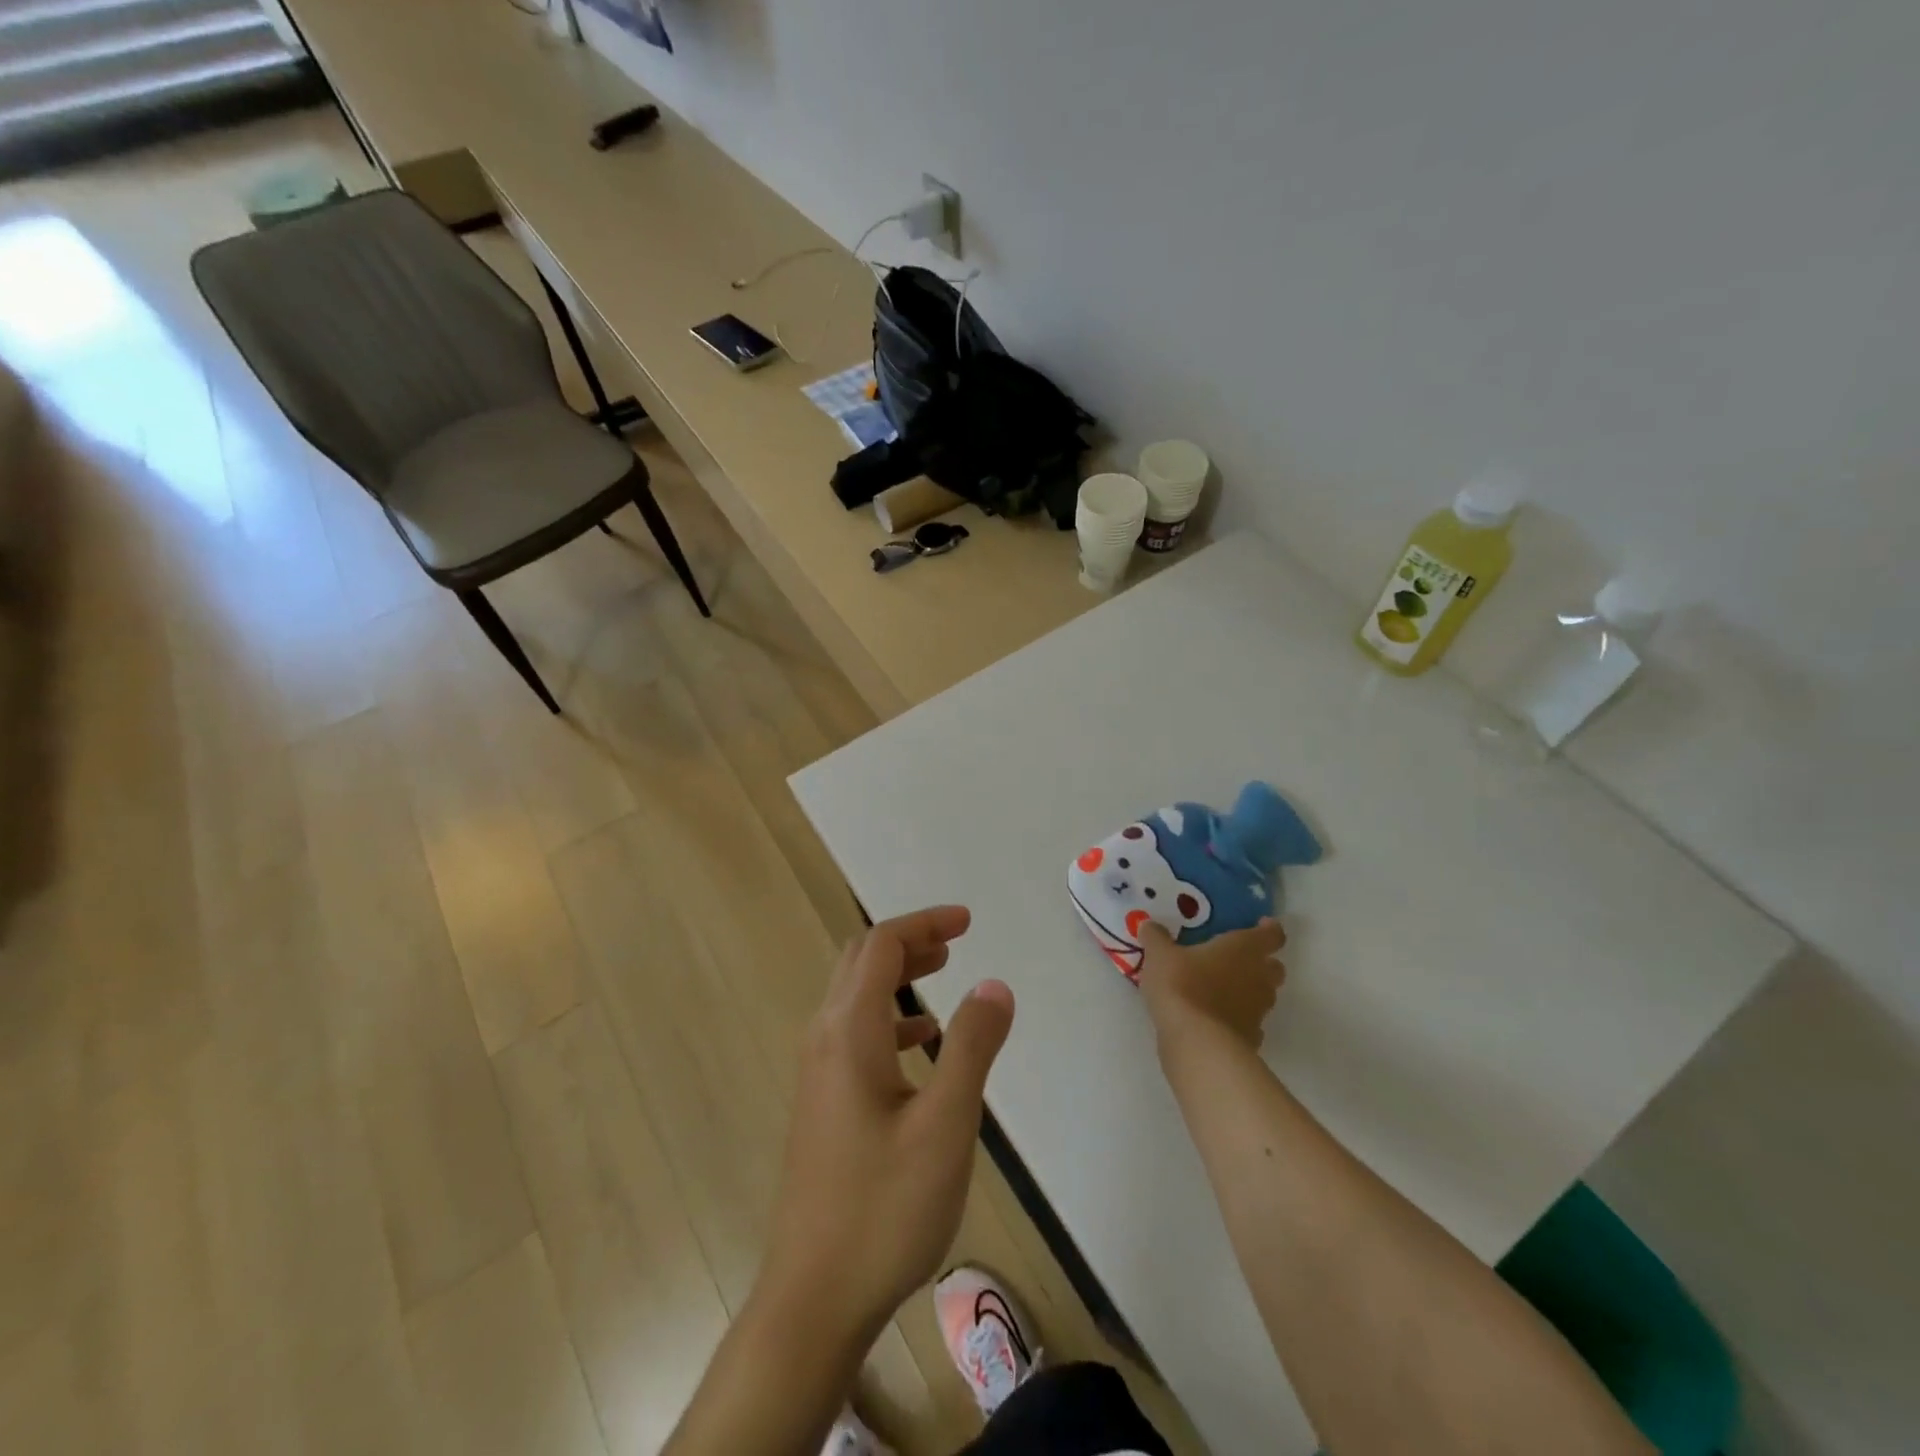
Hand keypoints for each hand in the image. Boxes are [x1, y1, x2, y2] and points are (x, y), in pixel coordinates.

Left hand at [758, 906, 1015, 1349]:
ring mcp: (817, 1072)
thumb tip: (994, 984)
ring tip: (942, 972)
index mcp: (849, 1031)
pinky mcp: (822, 1102)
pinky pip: (854, 1033)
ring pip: (855, 996)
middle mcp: (824, 1039)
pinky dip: (889, 1017)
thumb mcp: (945, 1125)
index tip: (968, 922)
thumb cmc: (883, 1208)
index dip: (924, 922)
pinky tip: (921, 1044)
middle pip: (861, 961)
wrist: (812, 1298)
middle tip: (955, 940)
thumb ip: (971, 1046)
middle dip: (908, 940)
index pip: (882, 945)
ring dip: (897, 974)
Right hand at [1138, 918, 1287, 1051]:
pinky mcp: (1251, 1039)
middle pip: (1274, 967)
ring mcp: (1258, 1011)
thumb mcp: (1159, 955)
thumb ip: (1156, 937)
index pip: (1271, 935)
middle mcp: (1259, 977)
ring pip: (1263, 996)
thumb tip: (1149, 925)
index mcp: (1243, 949)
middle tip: (1236, 959)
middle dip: (1261, 963)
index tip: (1260, 925)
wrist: (1197, 1042)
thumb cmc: (1182, 985)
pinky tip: (1215, 1020)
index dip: (1269, 929)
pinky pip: (1249, 1023)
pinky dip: (1237, 1019)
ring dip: (1248, 991)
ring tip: (1220, 990)